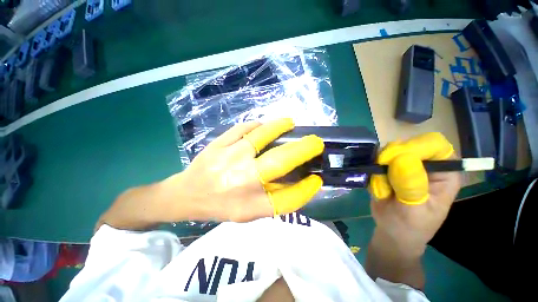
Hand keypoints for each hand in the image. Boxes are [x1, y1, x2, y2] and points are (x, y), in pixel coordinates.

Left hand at [162, 118, 323, 221]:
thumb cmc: (220, 206)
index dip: (307, 190)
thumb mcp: (248, 213)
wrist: (186, 194)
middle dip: (303, 149)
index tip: (316, 179)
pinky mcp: (218, 144)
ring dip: (280, 127)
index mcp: (249, 205)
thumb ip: (274, 199)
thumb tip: (299, 182)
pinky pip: (243, 128)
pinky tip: (264, 126)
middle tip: (315, 143)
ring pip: (261, 135)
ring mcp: (228, 158)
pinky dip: (257, 125)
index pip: (288, 199)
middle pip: (280, 161)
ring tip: (290, 123)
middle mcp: (241, 181)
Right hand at [369, 132, 461, 251]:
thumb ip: (411, 186)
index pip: (436, 147)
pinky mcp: (391, 168)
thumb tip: (403, 159)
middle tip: (382, 171)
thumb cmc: (409, 227)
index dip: (417, 148)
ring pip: (392, 150)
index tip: (396, 158)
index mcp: (444, 175)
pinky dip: (374, 167)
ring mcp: (407, 165)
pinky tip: (376, 182)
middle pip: (411, 145)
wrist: (392, 232)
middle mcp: (427, 166)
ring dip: (381, 163)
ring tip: (380, 182)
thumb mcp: (413, 212)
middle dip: (393, 156)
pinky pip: (379, 158)